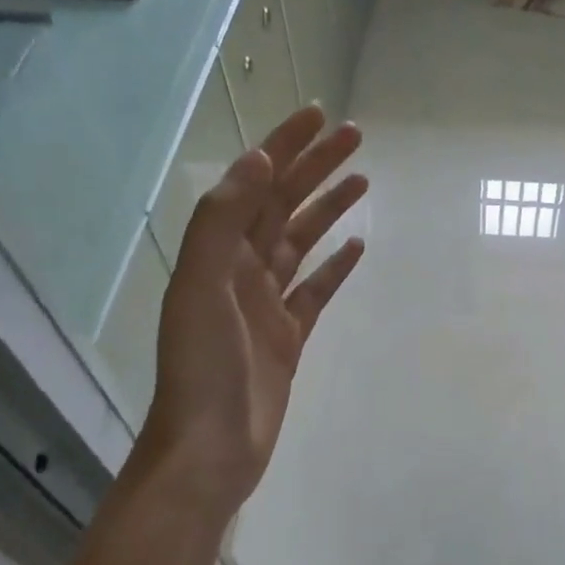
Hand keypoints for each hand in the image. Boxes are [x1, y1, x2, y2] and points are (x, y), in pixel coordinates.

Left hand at [123, 106, 366, 532]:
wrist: (211, 449)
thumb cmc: (203, 370)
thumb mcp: (201, 287)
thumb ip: (223, 223)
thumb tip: (259, 162)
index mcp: (217, 254)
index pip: (256, 185)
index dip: (285, 147)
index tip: (320, 116)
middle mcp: (240, 271)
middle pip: (282, 206)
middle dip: (316, 168)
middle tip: (355, 138)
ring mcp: (265, 305)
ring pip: (301, 243)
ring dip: (328, 210)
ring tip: (363, 180)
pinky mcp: (288, 337)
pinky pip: (314, 291)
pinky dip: (334, 267)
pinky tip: (356, 247)